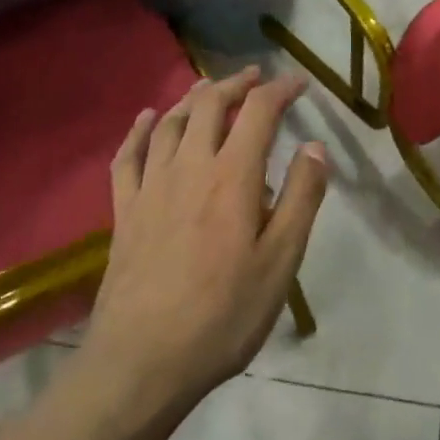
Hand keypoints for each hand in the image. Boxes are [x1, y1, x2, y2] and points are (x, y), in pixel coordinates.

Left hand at [81, 68, 328, 414]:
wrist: (142, 363)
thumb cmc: (223, 315)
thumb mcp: (281, 262)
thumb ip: (301, 198)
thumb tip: (315, 146)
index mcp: (232, 176)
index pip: (259, 111)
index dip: (281, 89)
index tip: (300, 83)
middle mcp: (190, 167)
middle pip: (210, 105)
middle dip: (236, 83)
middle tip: (256, 76)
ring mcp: (151, 187)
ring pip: (170, 123)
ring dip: (194, 98)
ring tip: (210, 88)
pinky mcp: (124, 211)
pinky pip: (127, 157)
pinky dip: (138, 130)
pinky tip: (145, 118)